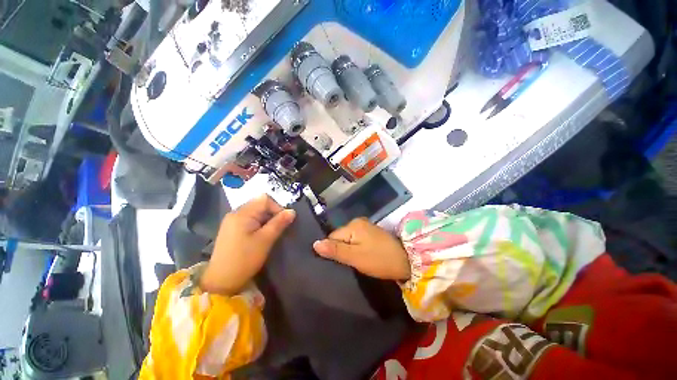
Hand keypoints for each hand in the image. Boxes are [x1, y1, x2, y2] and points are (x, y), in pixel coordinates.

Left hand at [200, 194, 295, 294]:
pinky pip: (249, 220)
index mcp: (242, 213)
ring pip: (255, 212)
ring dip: (266, 220)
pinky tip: (260, 236)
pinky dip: (259, 224)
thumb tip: (292, 211)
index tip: (283, 221)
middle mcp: (235, 213)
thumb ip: (279, 223)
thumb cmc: (245, 259)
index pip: (264, 199)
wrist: (221, 281)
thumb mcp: (265, 240)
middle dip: (272, 214)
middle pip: (259, 204)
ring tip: (270, 233)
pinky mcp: (231, 229)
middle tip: (278, 228)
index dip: (277, 207)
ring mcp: (232, 221)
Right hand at [313, 218, 410, 280]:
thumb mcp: (355, 257)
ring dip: (348, 250)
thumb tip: (315, 244)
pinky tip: (359, 257)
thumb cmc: (379, 259)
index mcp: (353, 225)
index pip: (333, 237)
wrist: (407, 261)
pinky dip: (356, 248)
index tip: (337, 263)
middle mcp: (358, 222)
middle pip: (340, 237)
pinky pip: (356, 240)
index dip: (332, 250)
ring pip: (348, 239)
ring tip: (352, 262)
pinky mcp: (371, 234)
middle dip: (341, 250)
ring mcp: (366, 227)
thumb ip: (335, 250)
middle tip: (346, 264)